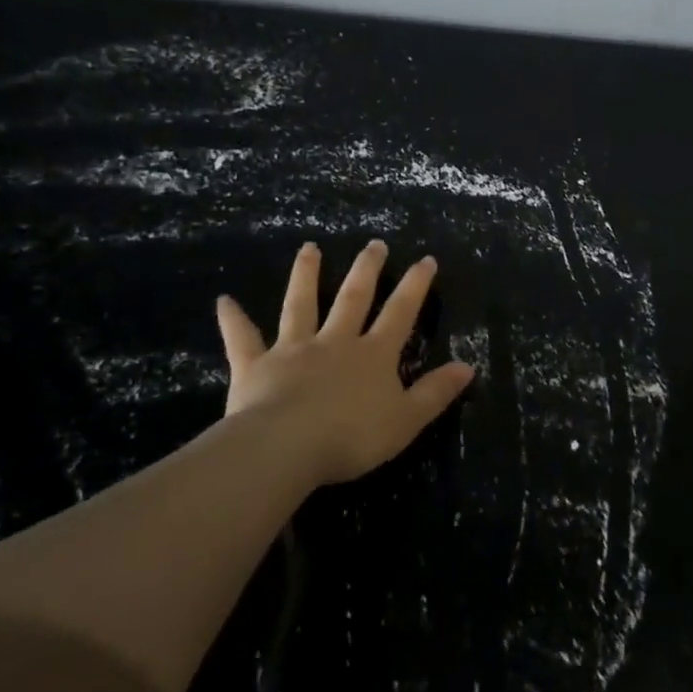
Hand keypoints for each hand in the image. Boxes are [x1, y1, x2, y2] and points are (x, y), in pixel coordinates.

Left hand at [214, 241, 475, 486]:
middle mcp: (335, 342)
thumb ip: (435, 393)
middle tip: (374, 244)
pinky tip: (224, 301)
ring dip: (306, 276)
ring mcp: (293, 350)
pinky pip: (243, 339)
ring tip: (309, 248)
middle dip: (366, 270)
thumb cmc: (351, 437)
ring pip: (301, 306)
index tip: (425, 259)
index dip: (415, 286)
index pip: (400, 313)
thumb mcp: (407, 420)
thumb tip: (468, 366)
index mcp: (373, 355)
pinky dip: (233, 320)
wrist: (286, 448)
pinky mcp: (256, 366)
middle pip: (353, 298)